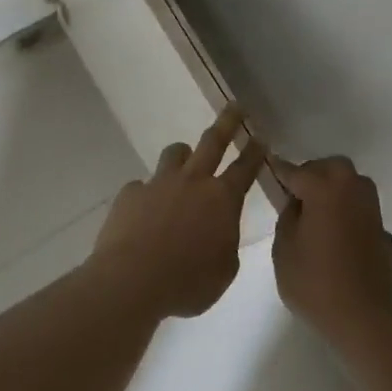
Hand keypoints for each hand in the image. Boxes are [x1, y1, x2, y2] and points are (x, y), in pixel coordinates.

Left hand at [89, 106, 265, 319]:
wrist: (132, 280)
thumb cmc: (187, 283)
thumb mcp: (223, 271)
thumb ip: (226, 243)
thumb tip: (218, 232)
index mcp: (222, 200)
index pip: (245, 168)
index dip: (255, 152)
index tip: (261, 136)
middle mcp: (192, 182)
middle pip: (213, 142)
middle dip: (227, 122)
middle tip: (235, 107)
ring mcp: (159, 183)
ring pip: (175, 154)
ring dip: (183, 156)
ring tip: (184, 162)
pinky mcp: (130, 194)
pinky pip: (142, 187)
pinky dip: (148, 196)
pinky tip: (144, 214)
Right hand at [271, 156, 391, 355]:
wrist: (367, 320)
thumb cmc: (316, 284)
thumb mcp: (284, 251)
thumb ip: (287, 218)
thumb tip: (297, 204)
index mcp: (324, 189)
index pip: (296, 170)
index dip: (279, 170)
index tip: (269, 167)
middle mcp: (352, 191)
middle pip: (331, 168)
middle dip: (313, 174)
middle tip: (296, 196)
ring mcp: (373, 212)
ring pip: (351, 185)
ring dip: (334, 191)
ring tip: (316, 215)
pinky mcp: (384, 233)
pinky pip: (361, 212)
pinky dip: (348, 215)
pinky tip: (337, 239)